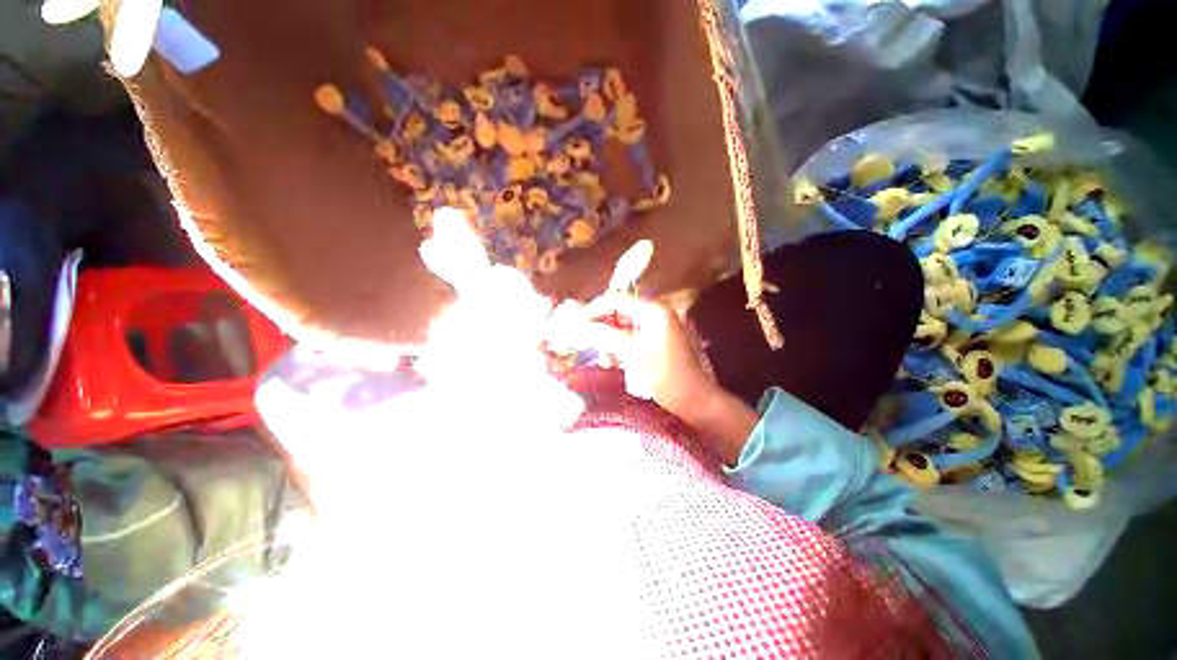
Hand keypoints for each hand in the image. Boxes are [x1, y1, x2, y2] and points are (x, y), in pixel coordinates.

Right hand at [553, 293, 759, 463]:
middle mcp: (655, 313)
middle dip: (600, 324)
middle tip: (582, 338)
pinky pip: (630, 337)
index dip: (594, 309)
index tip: (576, 323)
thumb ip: (606, 335)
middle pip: (619, 311)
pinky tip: (612, 361)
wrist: (693, 400)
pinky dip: (618, 346)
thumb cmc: (665, 375)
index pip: (617, 300)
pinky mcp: (655, 342)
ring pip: (623, 325)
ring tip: (600, 355)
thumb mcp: (632, 354)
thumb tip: (580, 325)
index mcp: (653, 310)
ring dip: (608, 337)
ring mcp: (656, 328)